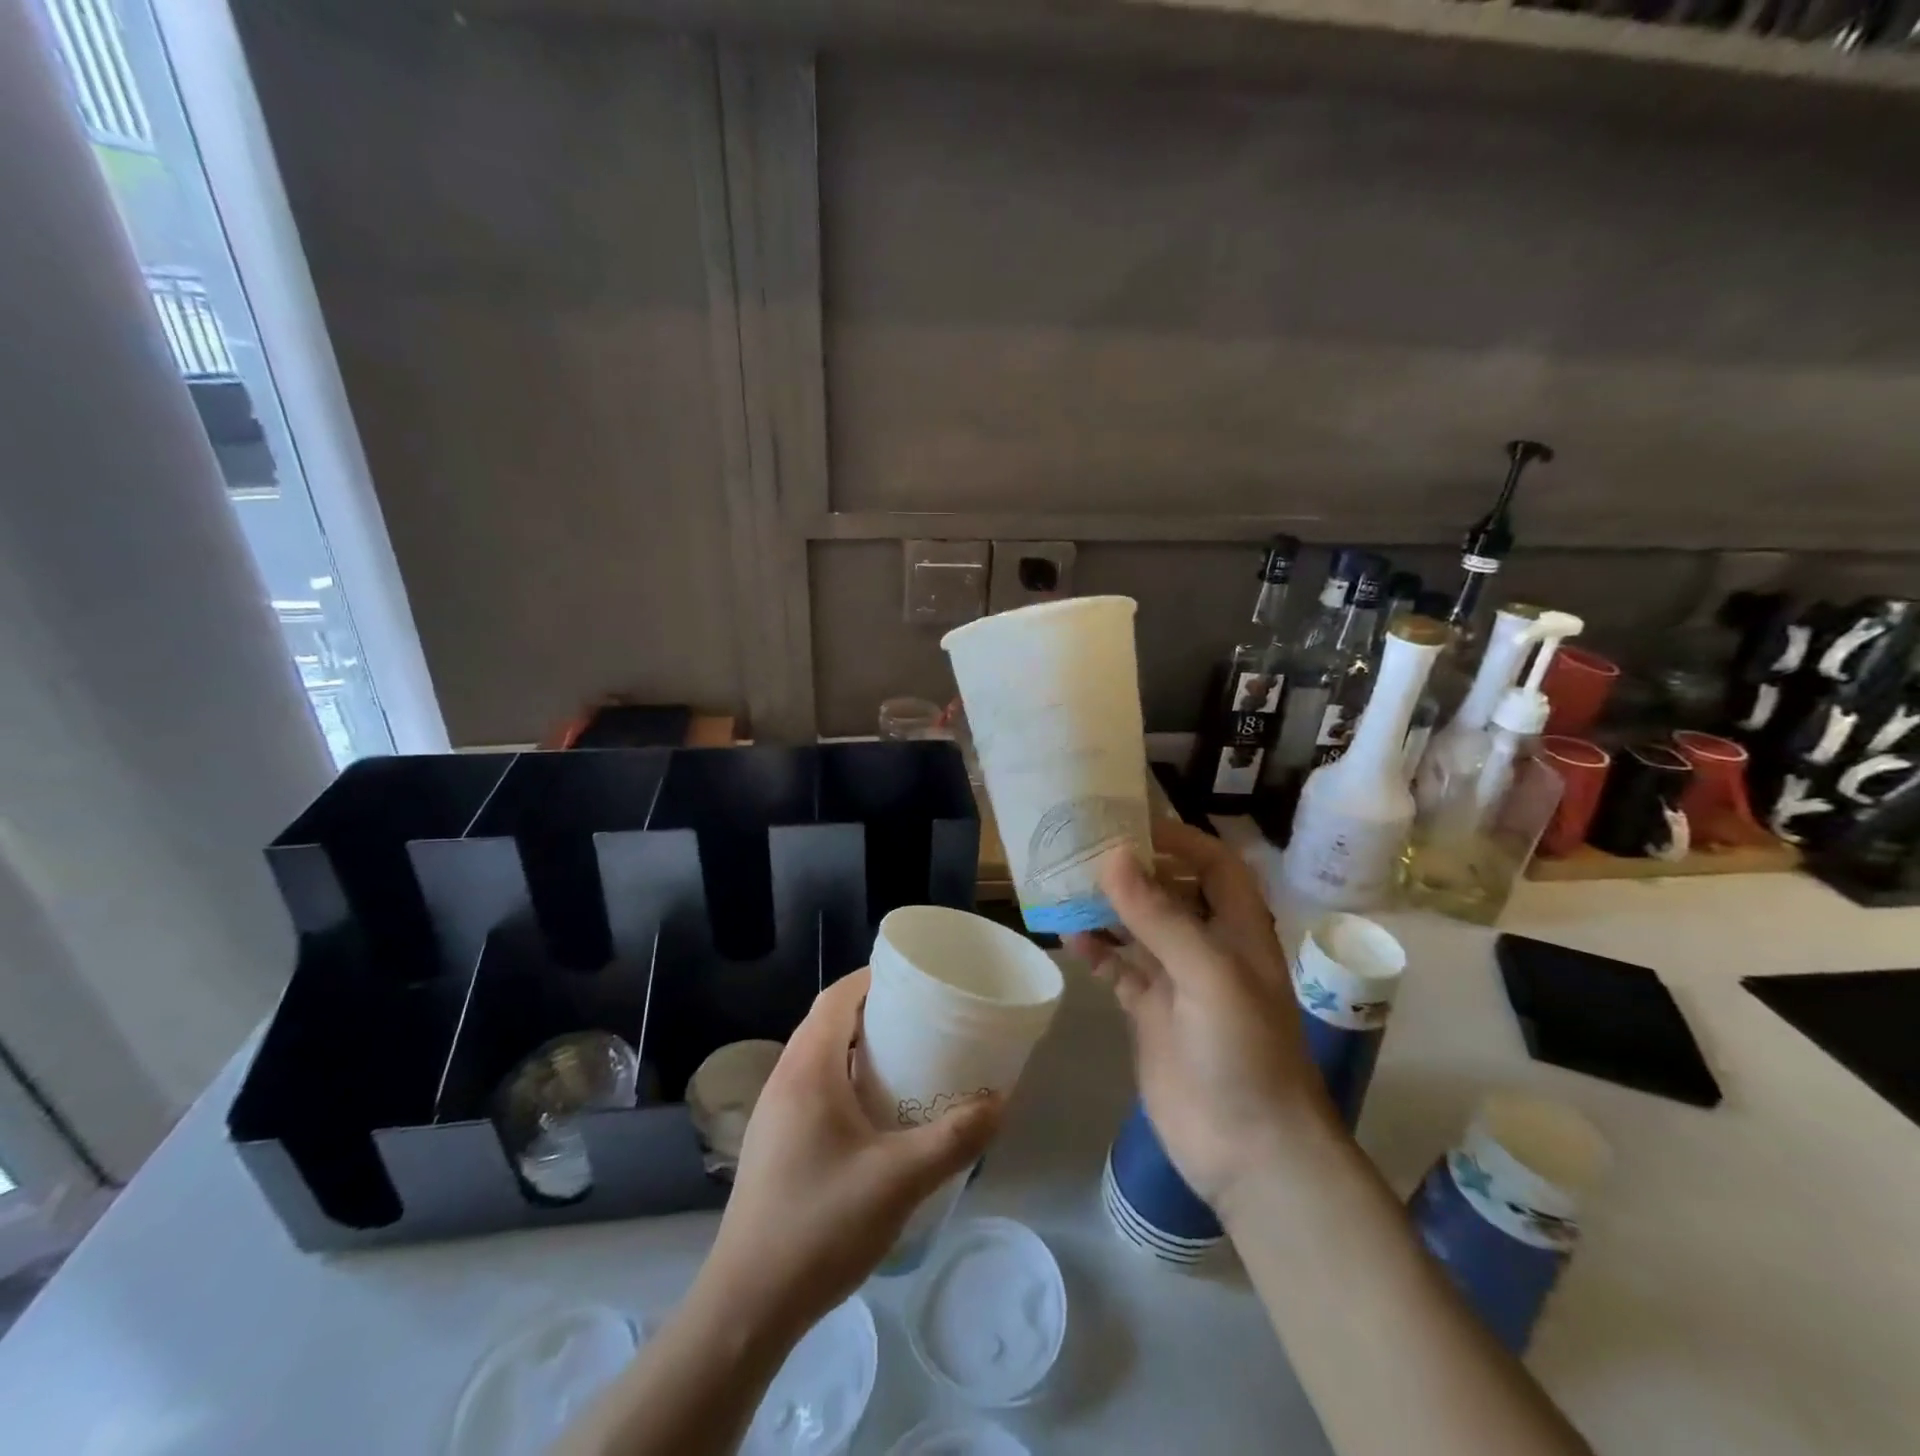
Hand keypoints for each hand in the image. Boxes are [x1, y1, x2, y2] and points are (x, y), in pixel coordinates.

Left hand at [694, 969, 1002, 1342]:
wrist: (747, 1305)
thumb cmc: (821, 1224)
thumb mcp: (899, 1180)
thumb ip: (954, 1138)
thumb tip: (1000, 1103)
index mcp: (808, 1069)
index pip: (836, 998)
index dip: (872, 978)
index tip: (913, 978)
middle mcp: (784, 1079)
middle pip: (828, 1023)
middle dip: (872, 1012)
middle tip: (920, 1019)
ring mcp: (773, 1113)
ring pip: (818, 1057)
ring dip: (858, 1049)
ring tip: (905, 1060)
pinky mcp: (773, 1143)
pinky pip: (812, 1087)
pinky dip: (844, 1080)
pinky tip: (874, 1115)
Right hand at [1068, 820, 1334, 1206]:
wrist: (1250, 1149)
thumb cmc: (1244, 1051)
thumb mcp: (1208, 974)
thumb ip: (1159, 916)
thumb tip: (1113, 856)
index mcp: (1238, 930)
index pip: (1214, 865)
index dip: (1180, 840)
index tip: (1130, 824)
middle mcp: (1207, 948)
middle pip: (1170, 892)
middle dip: (1133, 869)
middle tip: (1083, 849)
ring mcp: (1176, 982)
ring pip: (1138, 929)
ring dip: (1107, 908)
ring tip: (1065, 886)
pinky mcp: (1150, 1013)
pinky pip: (1119, 970)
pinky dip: (1096, 952)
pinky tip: (1068, 939)